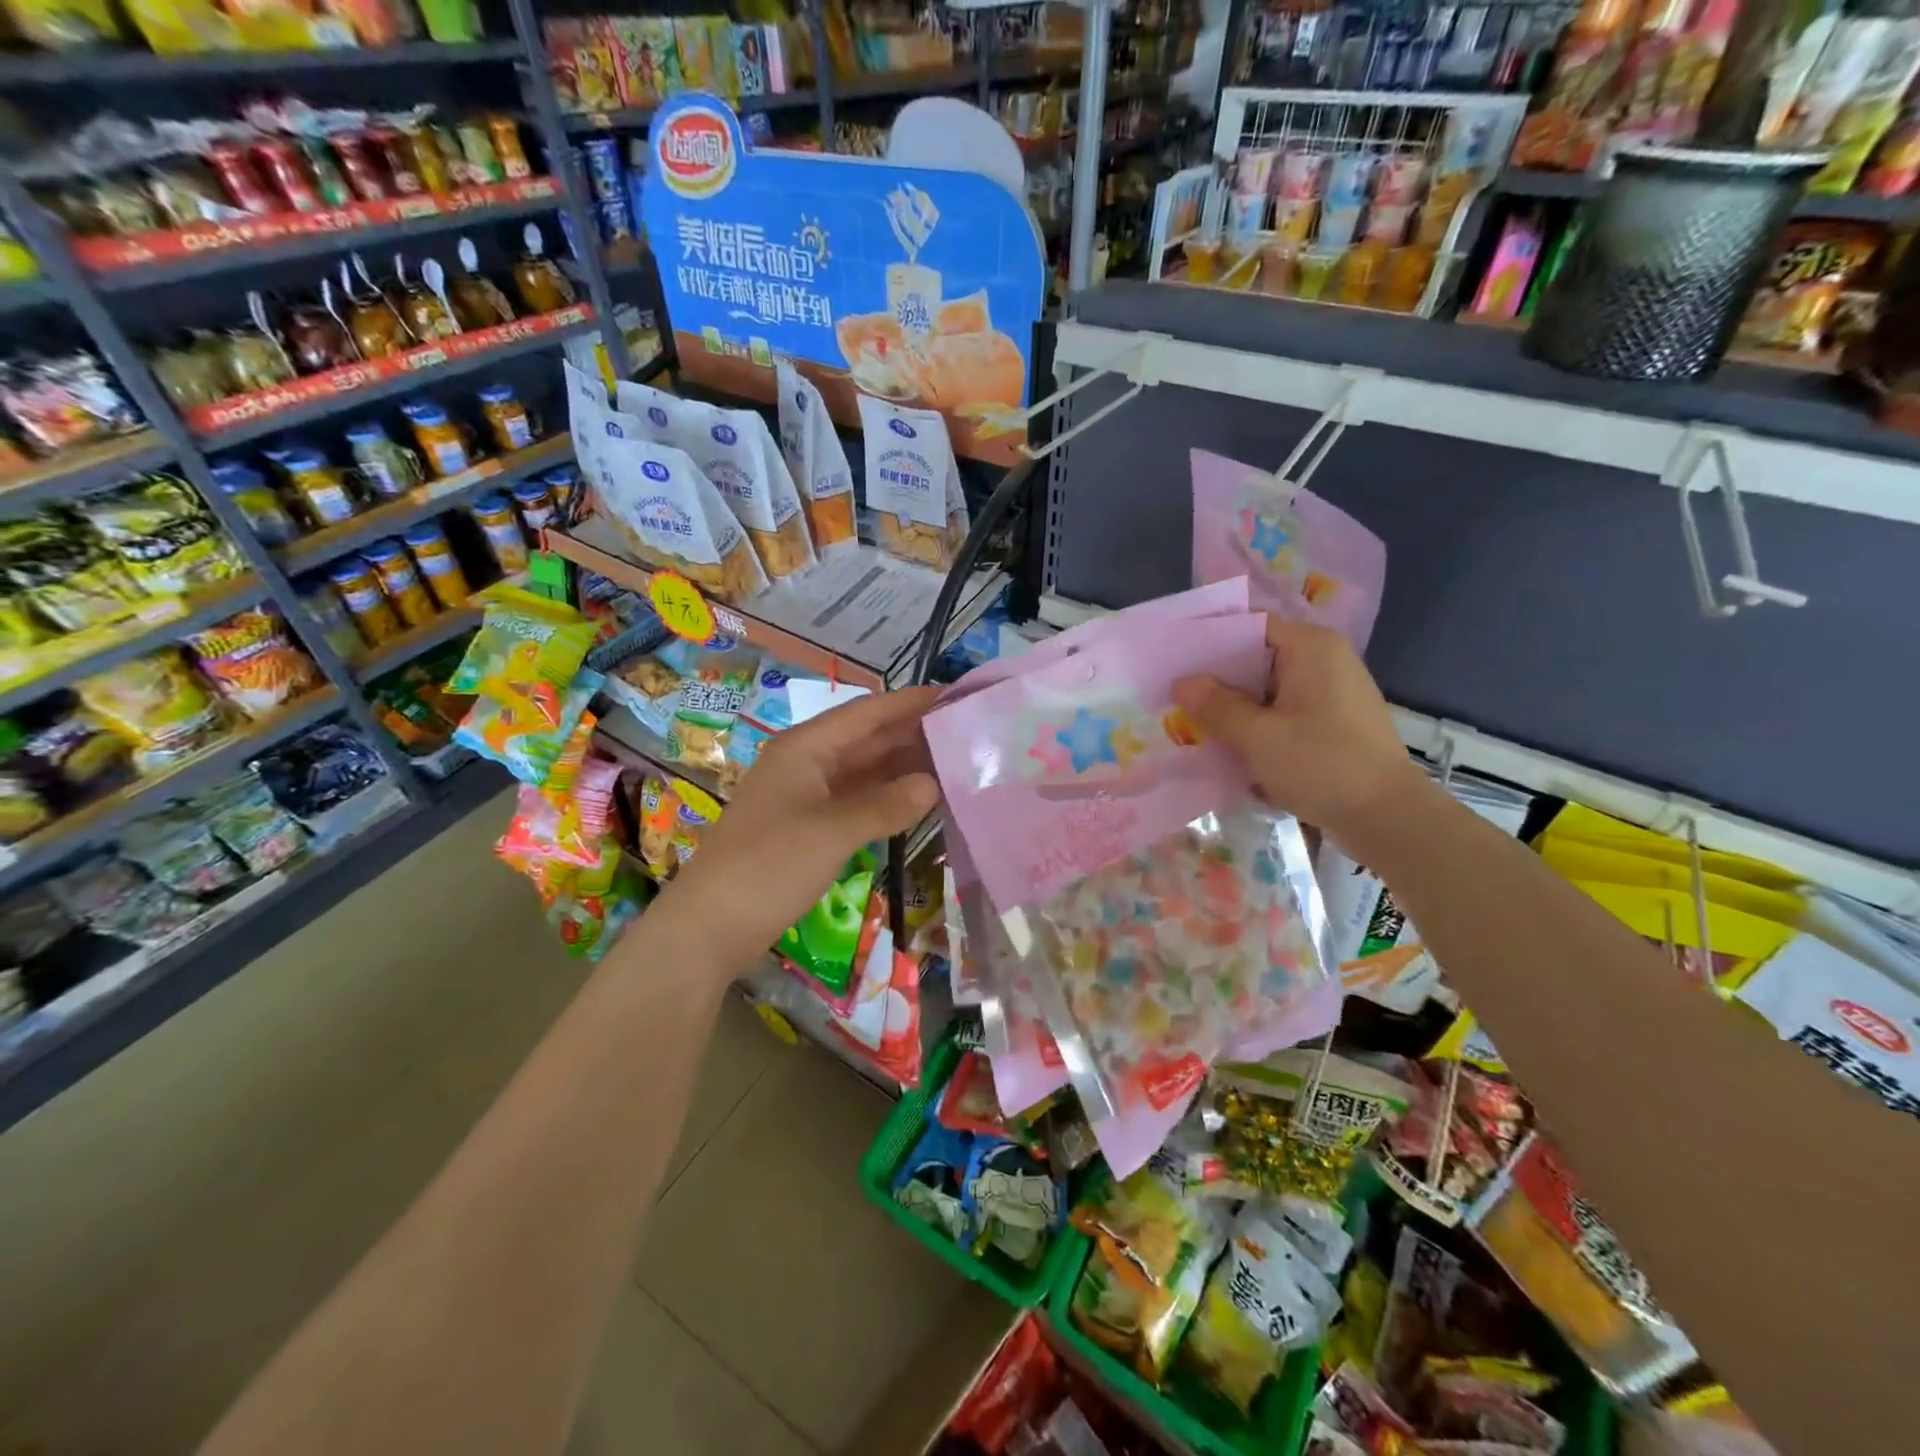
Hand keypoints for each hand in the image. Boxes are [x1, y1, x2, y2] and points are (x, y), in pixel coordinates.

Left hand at [668, 686, 941, 968]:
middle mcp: (806, 762)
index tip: (954, 696)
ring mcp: (805, 795)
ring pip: (863, 771)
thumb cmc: (768, 866)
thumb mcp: (832, 832)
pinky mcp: (807, 827)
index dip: (910, 702)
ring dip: (902, 768)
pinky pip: (856, 800)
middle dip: (912, 734)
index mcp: (805, 747)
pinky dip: (886, 799)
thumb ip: (886, 805)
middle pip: (867, 739)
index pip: (867, 712)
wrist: (709, 926)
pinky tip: (918, 803)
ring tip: (953, 764)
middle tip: (965, 734)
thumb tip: (933, 784)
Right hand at [1172, 616, 1426, 850]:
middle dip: (1217, 677)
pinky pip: (1281, 711)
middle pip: (1257, 656)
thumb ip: (1217, 706)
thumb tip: (1182, 683)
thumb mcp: (1259, 736)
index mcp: (1311, 648)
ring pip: (1266, 688)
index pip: (1251, 625)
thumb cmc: (1322, 765)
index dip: (1210, 638)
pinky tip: (1226, 742)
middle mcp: (1323, 660)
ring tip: (1190, 719)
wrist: (1387, 818)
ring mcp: (1329, 693)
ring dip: (1233, 704)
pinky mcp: (1329, 723)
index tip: (1174, 657)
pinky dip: (1255, 722)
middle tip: (1173, 693)